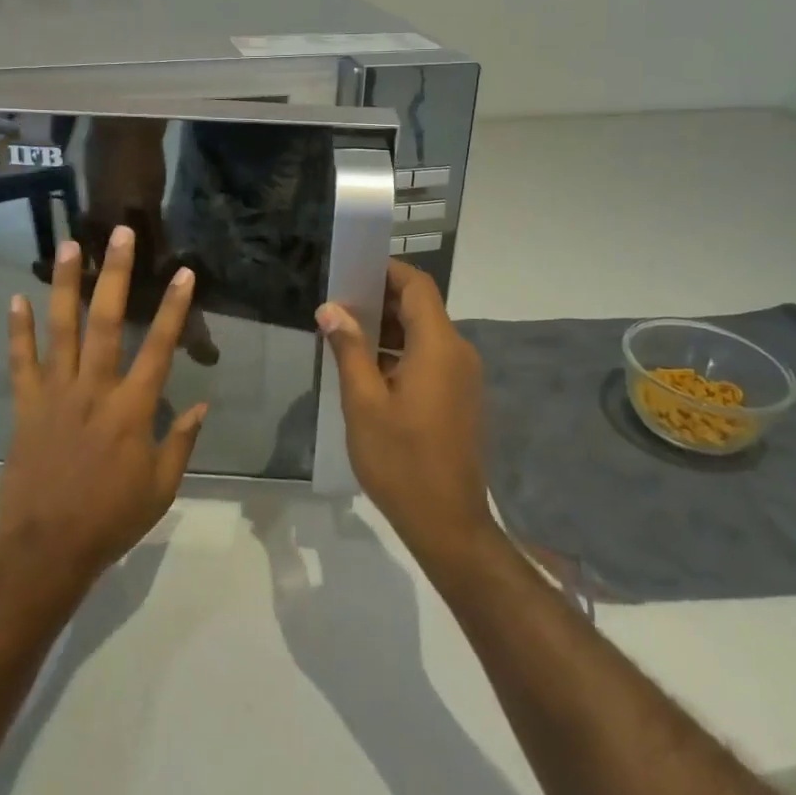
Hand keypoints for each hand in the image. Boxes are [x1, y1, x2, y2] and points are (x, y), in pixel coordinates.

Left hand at [0, 226, 207, 588]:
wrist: (47, 550)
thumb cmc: (111, 519)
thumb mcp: (162, 487)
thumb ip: (182, 441)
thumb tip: (202, 404)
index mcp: (132, 409)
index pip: (159, 347)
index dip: (175, 308)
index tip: (184, 272)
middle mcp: (94, 390)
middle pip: (106, 321)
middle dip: (115, 274)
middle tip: (118, 233)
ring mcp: (56, 395)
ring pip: (61, 330)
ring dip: (65, 285)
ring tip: (68, 246)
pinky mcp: (26, 407)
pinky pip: (21, 362)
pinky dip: (18, 330)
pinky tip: (17, 298)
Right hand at [317, 261, 498, 569]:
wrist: (448, 523)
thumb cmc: (401, 460)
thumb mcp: (363, 403)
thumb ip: (349, 350)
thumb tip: (332, 309)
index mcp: (438, 346)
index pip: (417, 285)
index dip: (387, 271)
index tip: (352, 271)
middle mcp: (458, 352)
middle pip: (422, 307)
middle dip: (381, 300)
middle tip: (339, 306)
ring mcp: (463, 376)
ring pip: (425, 333)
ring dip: (389, 328)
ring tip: (346, 335)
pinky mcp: (461, 396)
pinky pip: (431, 357)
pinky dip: (401, 351)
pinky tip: (369, 369)